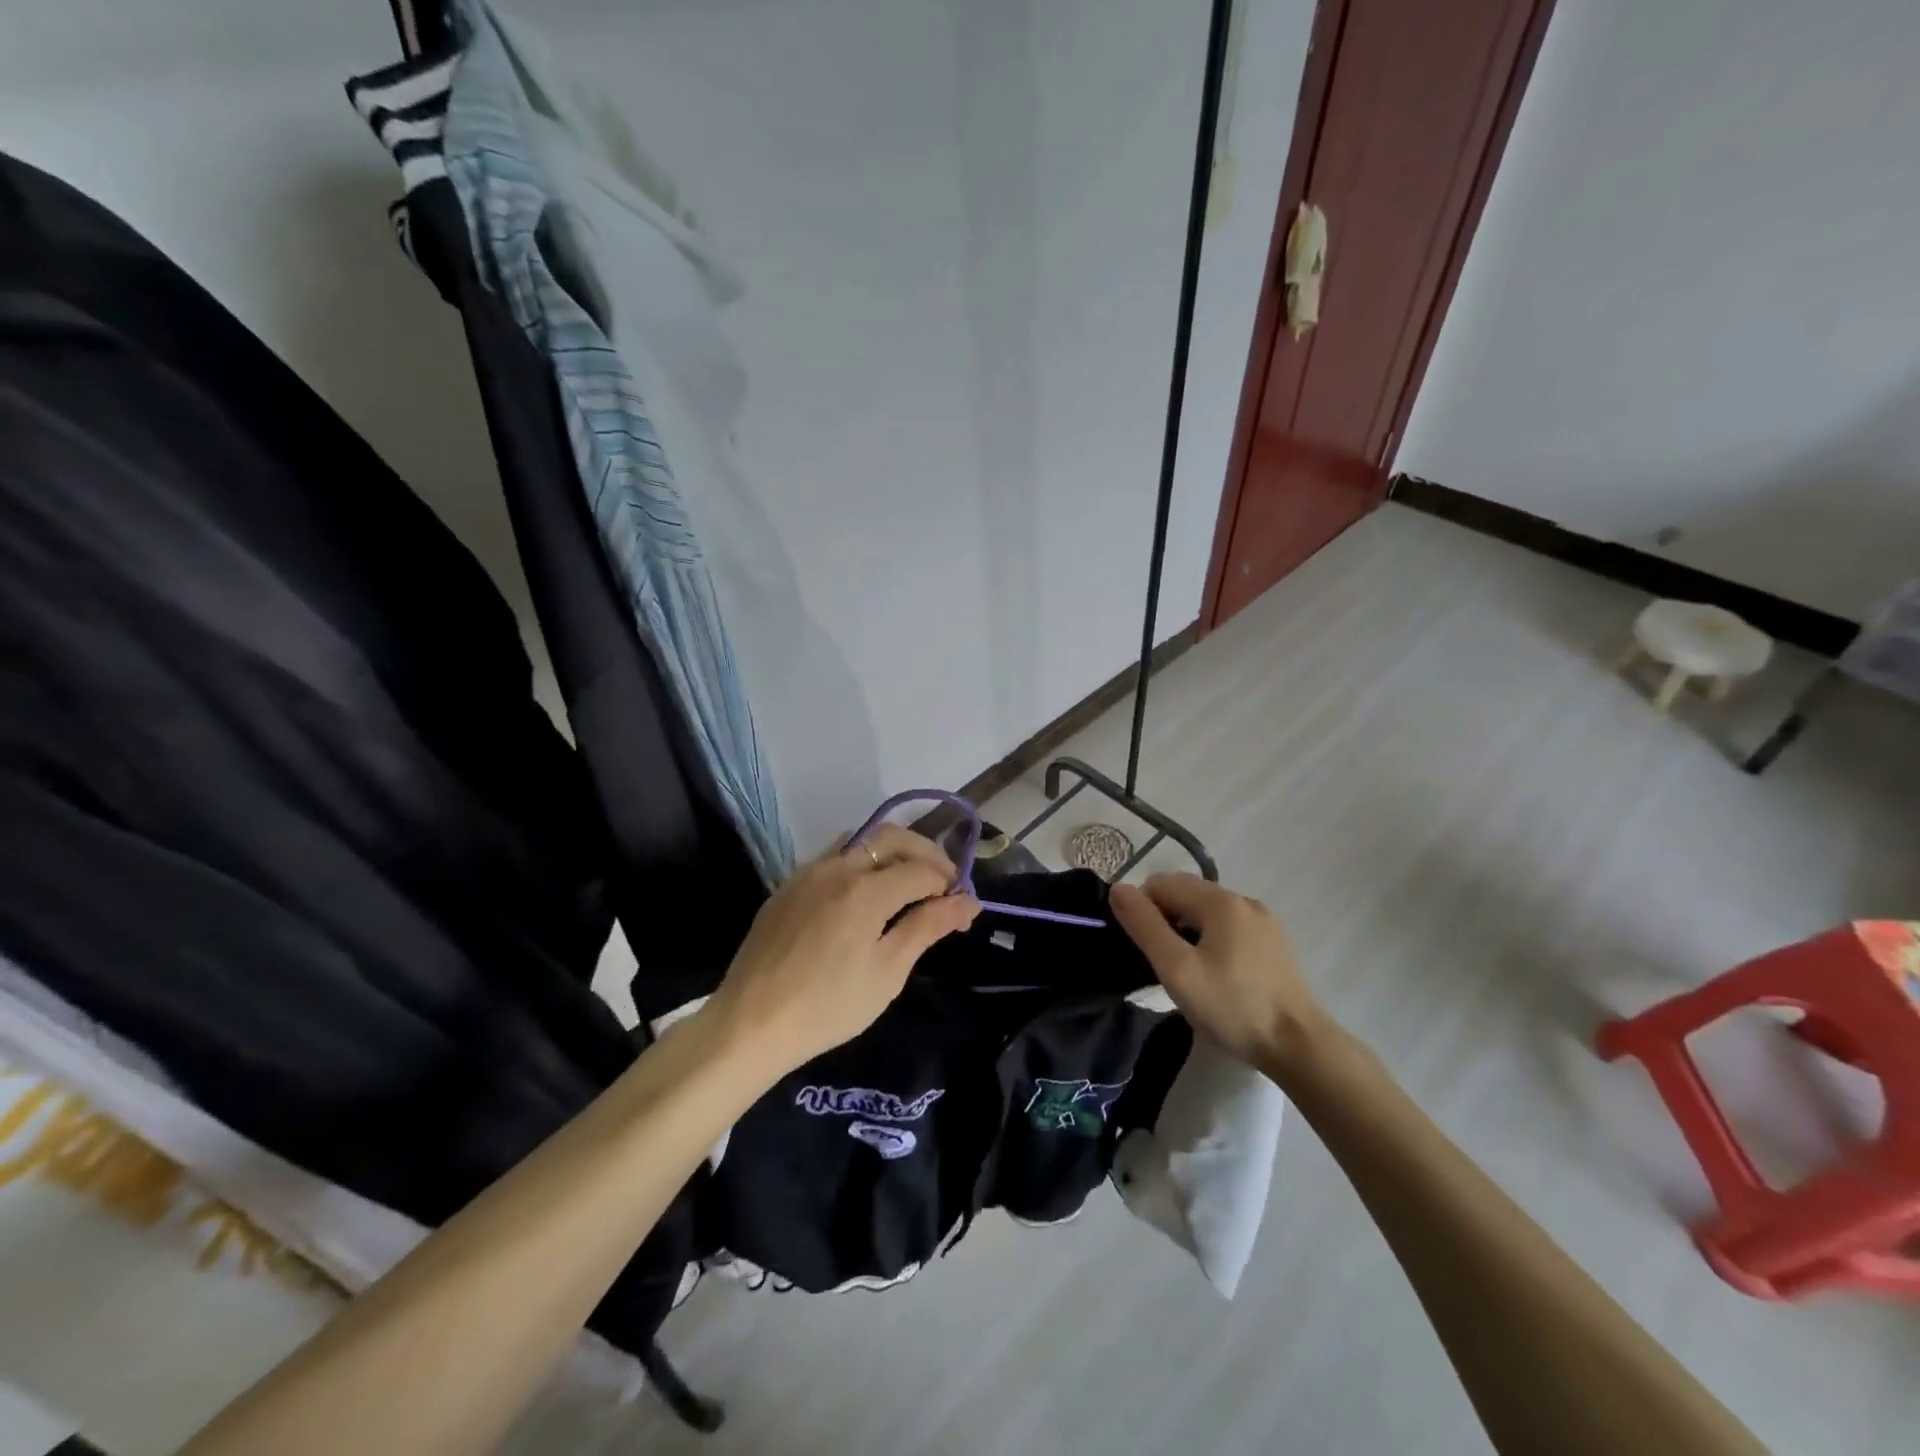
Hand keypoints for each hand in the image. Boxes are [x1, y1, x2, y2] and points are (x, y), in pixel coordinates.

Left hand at [707, 824, 978, 1074]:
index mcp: (866, 888)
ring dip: (891, 853)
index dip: (950, 885)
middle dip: (925, 853)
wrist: (749, 1024)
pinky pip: (833, 859)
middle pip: (892, 838)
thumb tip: (967, 901)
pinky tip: (864, 898)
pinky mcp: (787, 886)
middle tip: (943, 883)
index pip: (922, 870)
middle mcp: (837, 867)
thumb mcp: (887, 972)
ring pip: (860, 842)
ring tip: (907, 886)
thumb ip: (927, 927)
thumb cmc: (828, 1006)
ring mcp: (807, 873)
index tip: (964, 910)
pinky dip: (860, 865)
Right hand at [1110, 874, 1329, 1075]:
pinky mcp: (1274, 943)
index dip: (1142, 910)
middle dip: (1164, 918)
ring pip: (1207, 911)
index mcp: (1220, 900)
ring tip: (1186, 971)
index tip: (1142, 949)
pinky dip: (1211, 940)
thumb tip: (1118, 889)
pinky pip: (1229, 927)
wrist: (1300, 1047)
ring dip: (1186, 930)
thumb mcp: (1177, 969)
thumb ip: (1145, 926)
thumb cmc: (1233, 1007)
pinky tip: (1214, 974)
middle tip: (1161, 962)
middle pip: (1186, 893)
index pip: (1161, 883)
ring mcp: (1263, 921)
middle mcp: (1243, 900)